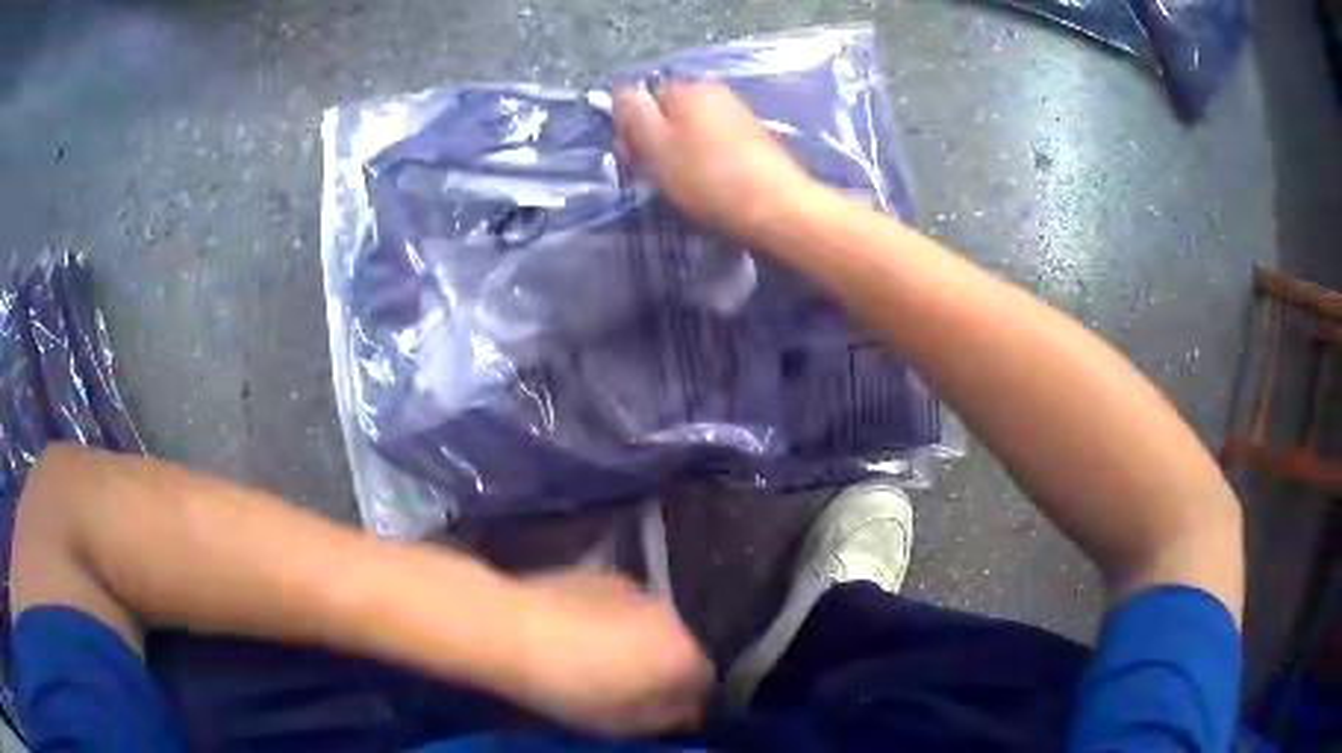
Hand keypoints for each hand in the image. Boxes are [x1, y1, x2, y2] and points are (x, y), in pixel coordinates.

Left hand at [507, 569, 713, 735]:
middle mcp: (672, 616)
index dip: (682, 700)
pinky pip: (623, 605)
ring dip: (637, 641)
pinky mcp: (606, 575)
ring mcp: (639, 589)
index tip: (653, 710)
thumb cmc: (571, 688)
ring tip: (595, 655)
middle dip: (660, 667)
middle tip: (622, 685)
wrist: (512, 630)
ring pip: (651, 624)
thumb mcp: (625, 723)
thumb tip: (690, 710)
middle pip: (679, 648)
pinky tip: (577, 629)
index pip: (704, 681)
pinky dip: (613, 619)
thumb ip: (670, 718)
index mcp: (684, 655)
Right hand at [613, 81, 817, 241]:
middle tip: (652, 177)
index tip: (633, 161)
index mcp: (688, 88)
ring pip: (688, 131)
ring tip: (679, 184)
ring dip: (676, 154)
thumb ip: (633, 113)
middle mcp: (714, 93)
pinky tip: (705, 185)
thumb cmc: (708, 177)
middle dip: (653, 142)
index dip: (630, 130)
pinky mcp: (753, 140)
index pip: (641, 99)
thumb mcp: (656, 144)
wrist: (776, 208)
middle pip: (666, 114)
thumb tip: (621, 90)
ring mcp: (737, 115)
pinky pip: (712, 144)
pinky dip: (702, 161)